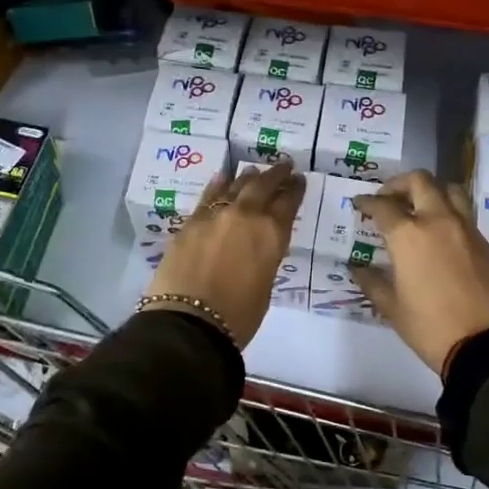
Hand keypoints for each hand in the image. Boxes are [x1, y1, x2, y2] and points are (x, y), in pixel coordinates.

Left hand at [145, 160, 306, 346]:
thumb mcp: (265, 285)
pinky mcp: (190, 222)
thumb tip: (257, 246)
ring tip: (254, 171)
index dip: (295, 189)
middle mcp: (246, 216)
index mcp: (271, 234)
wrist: (189, 322)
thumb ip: (264, 257)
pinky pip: (208, 196)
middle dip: (275, 175)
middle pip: (263, 186)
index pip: (288, 203)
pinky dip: (218, 185)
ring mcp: (215, 216)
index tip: (299, 179)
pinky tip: (222, 178)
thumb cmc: (238, 316)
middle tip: (283, 165)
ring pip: (235, 187)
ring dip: (248, 178)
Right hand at [351, 170, 488, 373]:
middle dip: (399, 184)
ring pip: (450, 191)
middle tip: (389, 199)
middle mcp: (439, 222)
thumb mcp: (393, 309)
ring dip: (431, 192)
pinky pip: (466, 217)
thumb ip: (373, 282)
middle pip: (420, 182)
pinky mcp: (488, 245)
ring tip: (420, 208)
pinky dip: (450, 216)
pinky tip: (443, 238)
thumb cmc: (431, 328)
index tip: (359, 204)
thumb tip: (358, 269)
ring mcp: (468, 230)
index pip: (383, 206)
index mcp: (409, 235)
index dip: (367, 202)